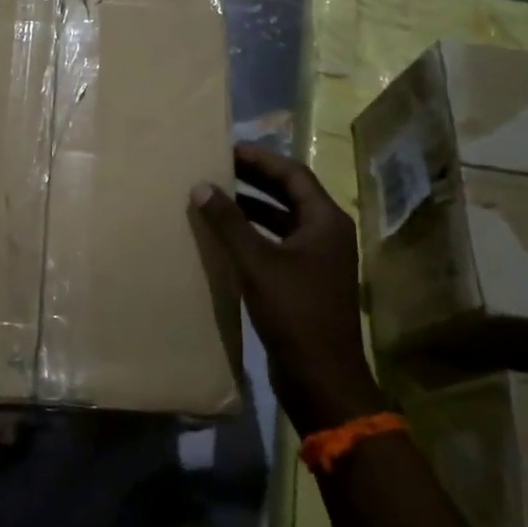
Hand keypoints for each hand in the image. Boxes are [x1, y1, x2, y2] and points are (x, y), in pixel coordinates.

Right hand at [189, 144, 385, 434]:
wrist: (321, 377)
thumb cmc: (294, 313)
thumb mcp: (257, 263)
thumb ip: (229, 223)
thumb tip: (201, 186)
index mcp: (326, 222)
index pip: (293, 174)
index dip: (260, 159)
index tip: (226, 149)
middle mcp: (326, 234)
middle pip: (290, 194)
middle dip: (254, 180)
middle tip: (216, 168)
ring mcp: (318, 259)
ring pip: (282, 220)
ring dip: (252, 208)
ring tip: (215, 197)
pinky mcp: (305, 282)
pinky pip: (277, 244)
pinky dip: (254, 235)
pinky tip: (225, 238)